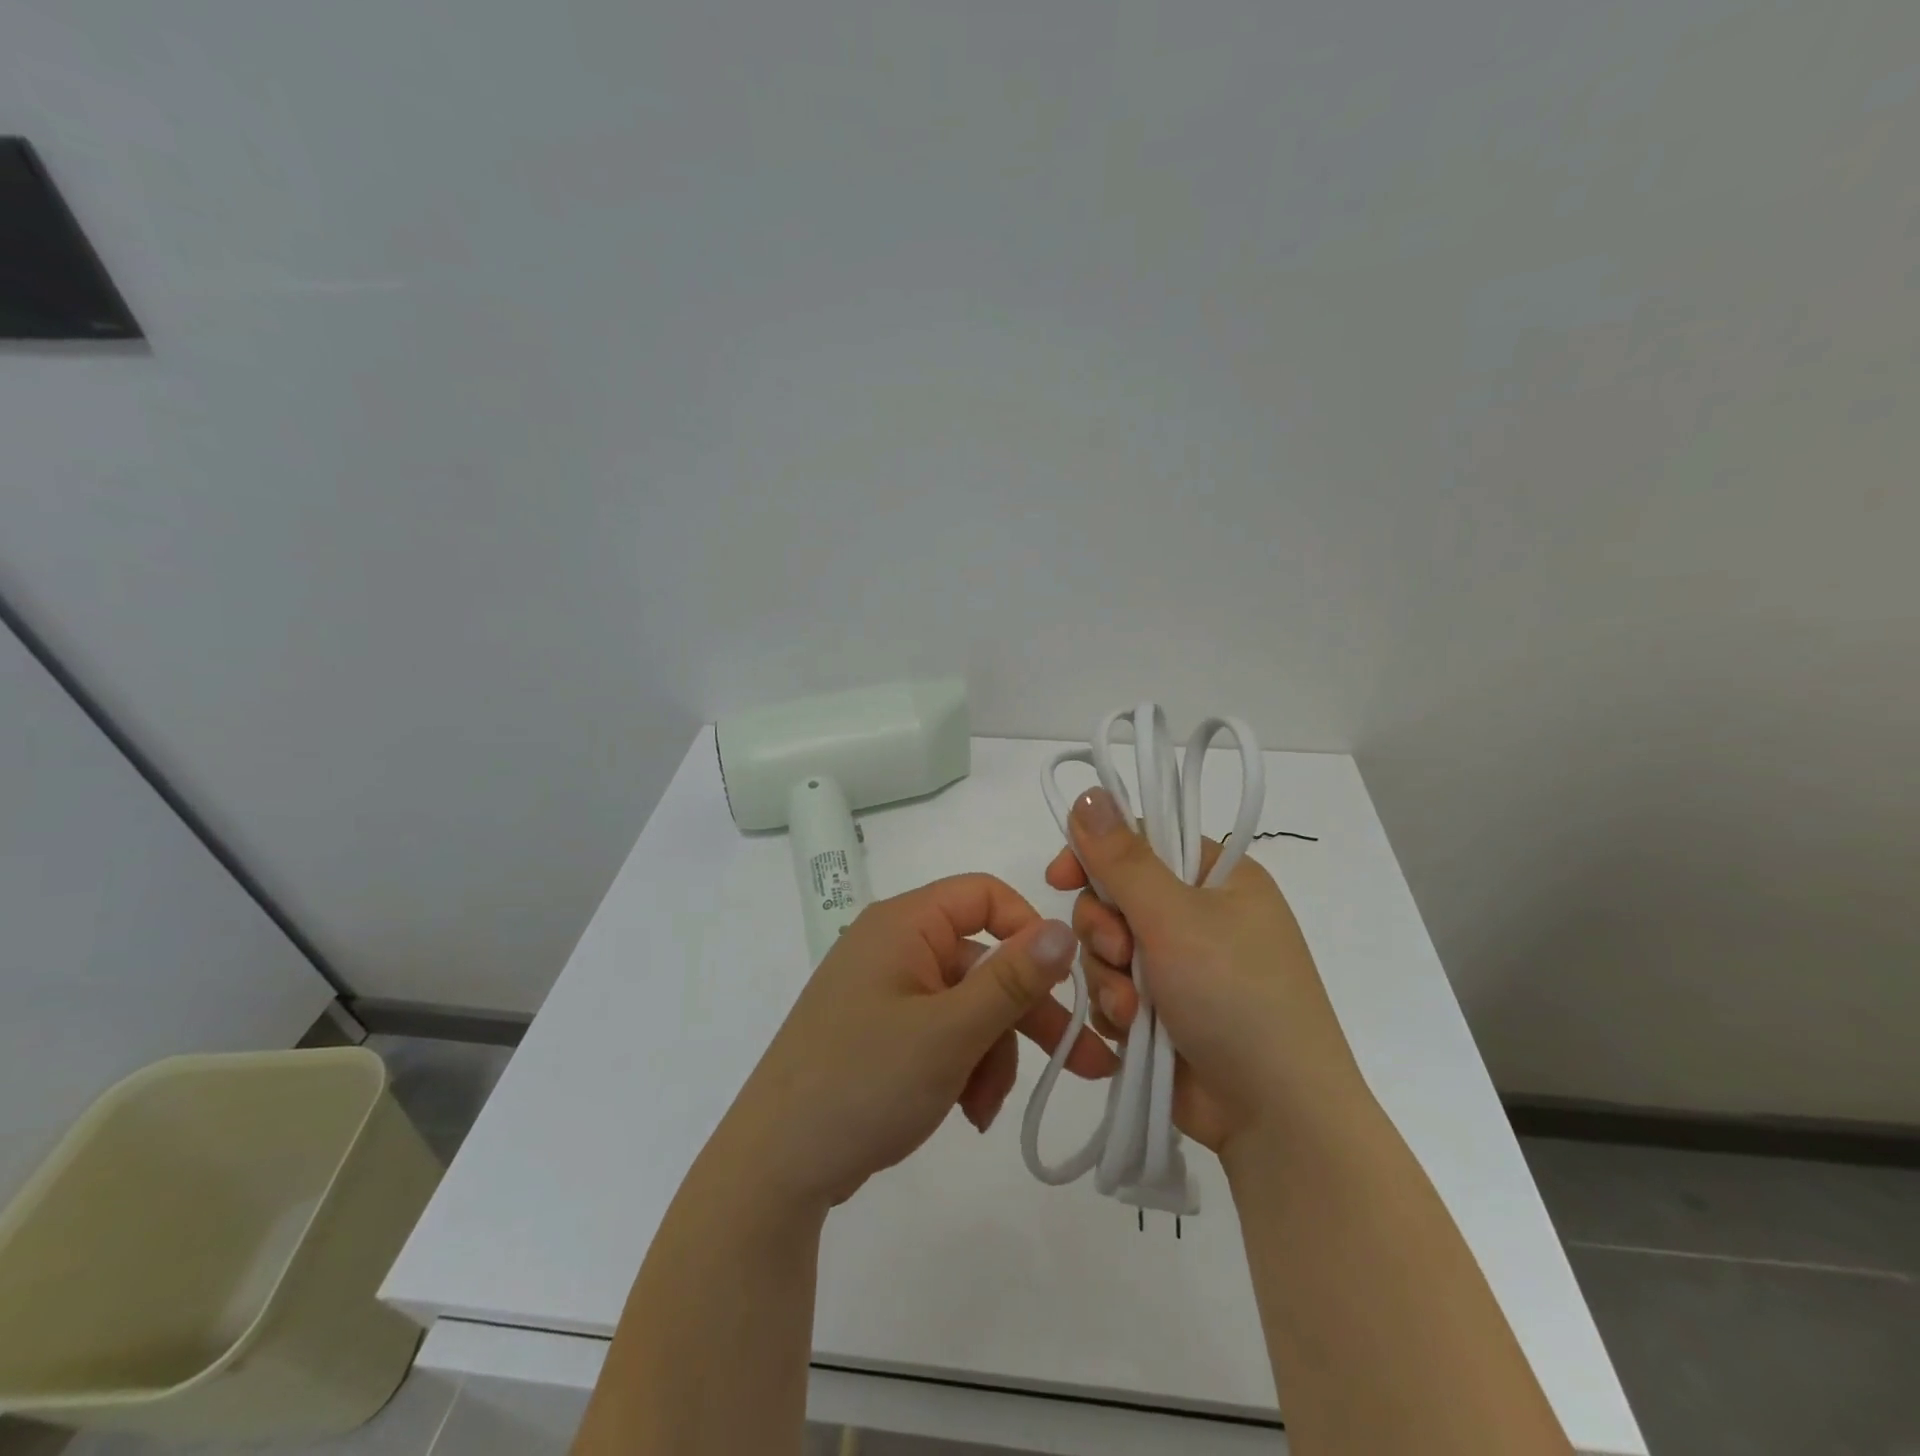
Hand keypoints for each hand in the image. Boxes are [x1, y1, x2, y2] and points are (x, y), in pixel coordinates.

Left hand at [710, 875, 1118, 1213]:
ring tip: (987, 1109)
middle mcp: (896, 947)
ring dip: (992, 1054)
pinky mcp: (883, 1034)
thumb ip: (1011, 979)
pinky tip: (968, 1113)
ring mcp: (887, 992)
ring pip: (969, 1006)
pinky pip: (943, 1033)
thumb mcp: (950, 1032)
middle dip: (1027, 1015)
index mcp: (904, 925)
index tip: (1063, 980)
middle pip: (983, 962)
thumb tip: (1063, 927)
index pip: (983, 896)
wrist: (775, 1167)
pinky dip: (964, 1066)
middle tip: (1085, 1062)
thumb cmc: (864, 1082)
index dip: (1028, 929)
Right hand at [1044, 787, 1364, 1153]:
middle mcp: (1199, 915)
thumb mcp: (1175, 917)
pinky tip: (1131, 1031)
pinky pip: (1115, 988)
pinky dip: (1116, 1007)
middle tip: (1119, 951)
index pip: (1140, 840)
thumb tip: (1090, 792)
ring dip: (1108, 974)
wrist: (1277, 1117)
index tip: (1062, 876)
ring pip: (1109, 946)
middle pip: (1116, 895)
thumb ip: (1123, 857)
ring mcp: (1182, 965)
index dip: (1096, 854)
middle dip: (1104, 927)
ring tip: (1132, 1009)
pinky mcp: (1165, 1010)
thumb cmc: (1236, 996)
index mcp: (1217, 877)